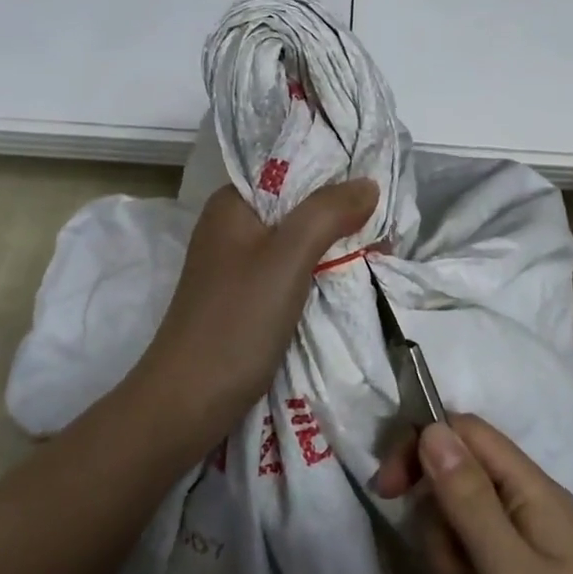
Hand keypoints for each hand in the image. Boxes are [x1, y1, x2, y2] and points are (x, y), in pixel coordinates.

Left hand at [132, 178, 376, 459]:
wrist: (186, 405)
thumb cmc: (236, 322)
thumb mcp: (287, 259)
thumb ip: (327, 213)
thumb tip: (367, 183)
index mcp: (232, 203)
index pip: (289, 167)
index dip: (332, 171)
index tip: (376, 181)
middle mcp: (230, 226)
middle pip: (294, 204)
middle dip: (338, 210)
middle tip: (386, 219)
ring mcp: (235, 264)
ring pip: (294, 239)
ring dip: (331, 243)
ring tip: (377, 244)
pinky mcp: (242, 298)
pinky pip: (288, 270)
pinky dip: (317, 270)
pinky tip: (346, 277)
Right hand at [377, 416, 572, 573]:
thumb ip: (467, 498)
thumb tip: (431, 427)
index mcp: (533, 493)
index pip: (465, 434)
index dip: (421, 448)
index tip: (385, 490)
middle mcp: (528, 515)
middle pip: (454, 493)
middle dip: (446, 544)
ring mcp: (523, 561)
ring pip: (456, 545)